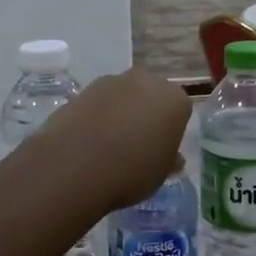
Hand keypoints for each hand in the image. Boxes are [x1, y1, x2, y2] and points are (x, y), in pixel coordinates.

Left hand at [43, 67, 189, 212]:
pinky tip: (88, 140)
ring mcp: (111, 81)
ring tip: (108, 144)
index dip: (170, 131)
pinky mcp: (83, 89)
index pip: (179, 111)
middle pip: (150, 95)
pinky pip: (98, 102)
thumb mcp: (160, 174)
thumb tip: (173, 158)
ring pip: (123, 96)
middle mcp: (146, 81)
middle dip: (146, 113)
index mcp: (174, 100)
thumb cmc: (131, 171)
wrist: (76, 165)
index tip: (160, 149)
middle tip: (136, 143)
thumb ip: (169, 159)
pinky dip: (97, 115)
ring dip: (120, 112)